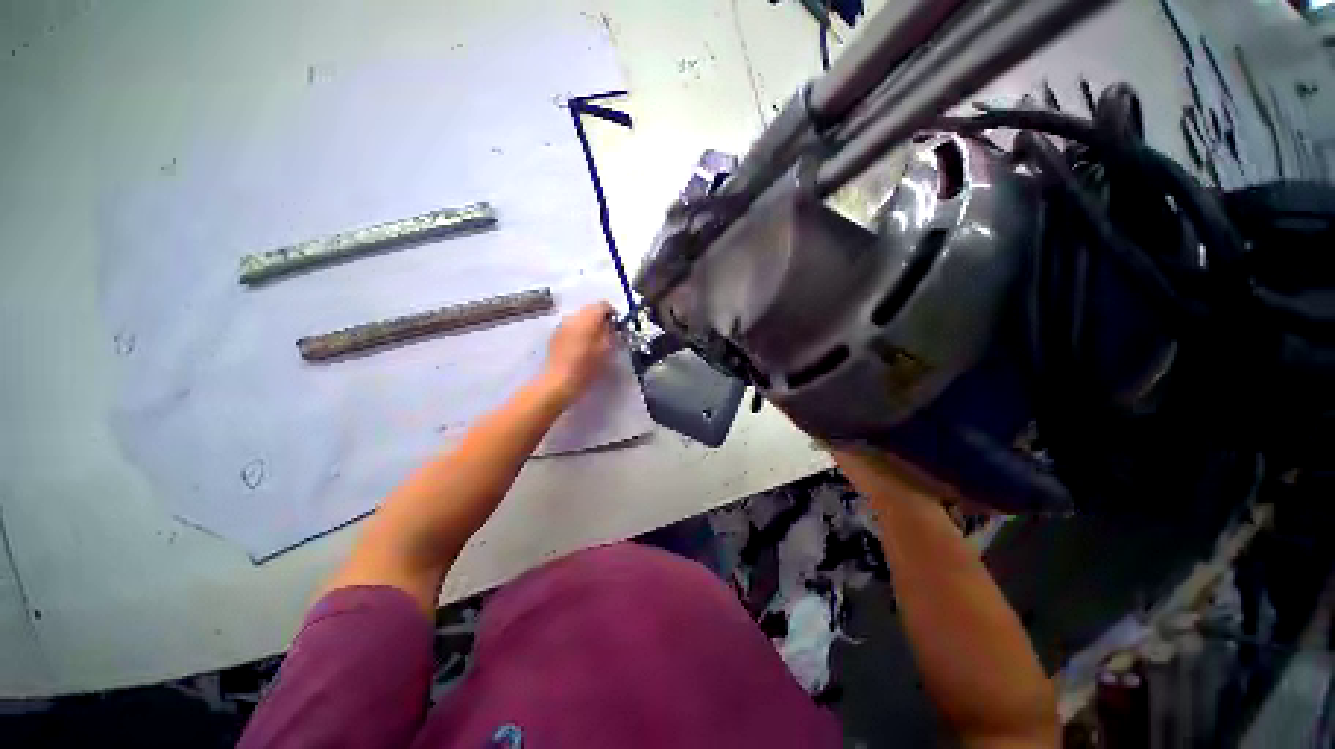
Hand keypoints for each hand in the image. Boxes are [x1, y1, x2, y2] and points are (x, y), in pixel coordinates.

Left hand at [541, 301, 614, 402]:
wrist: (558, 382)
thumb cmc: (586, 368)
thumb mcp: (606, 350)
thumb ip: (611, 332)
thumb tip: (611, 324)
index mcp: (587, 319)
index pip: (603, 305)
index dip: (613, 314)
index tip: (618, 326)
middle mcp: (573, 317)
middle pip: (590, 309)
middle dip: (600, 319)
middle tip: (609, 335)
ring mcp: (562, 325)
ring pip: (580, 318)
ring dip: (589, 325)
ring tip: (596, 342)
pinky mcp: (556, 335)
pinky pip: (572, 326)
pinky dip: (579, 331)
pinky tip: (582, 347)